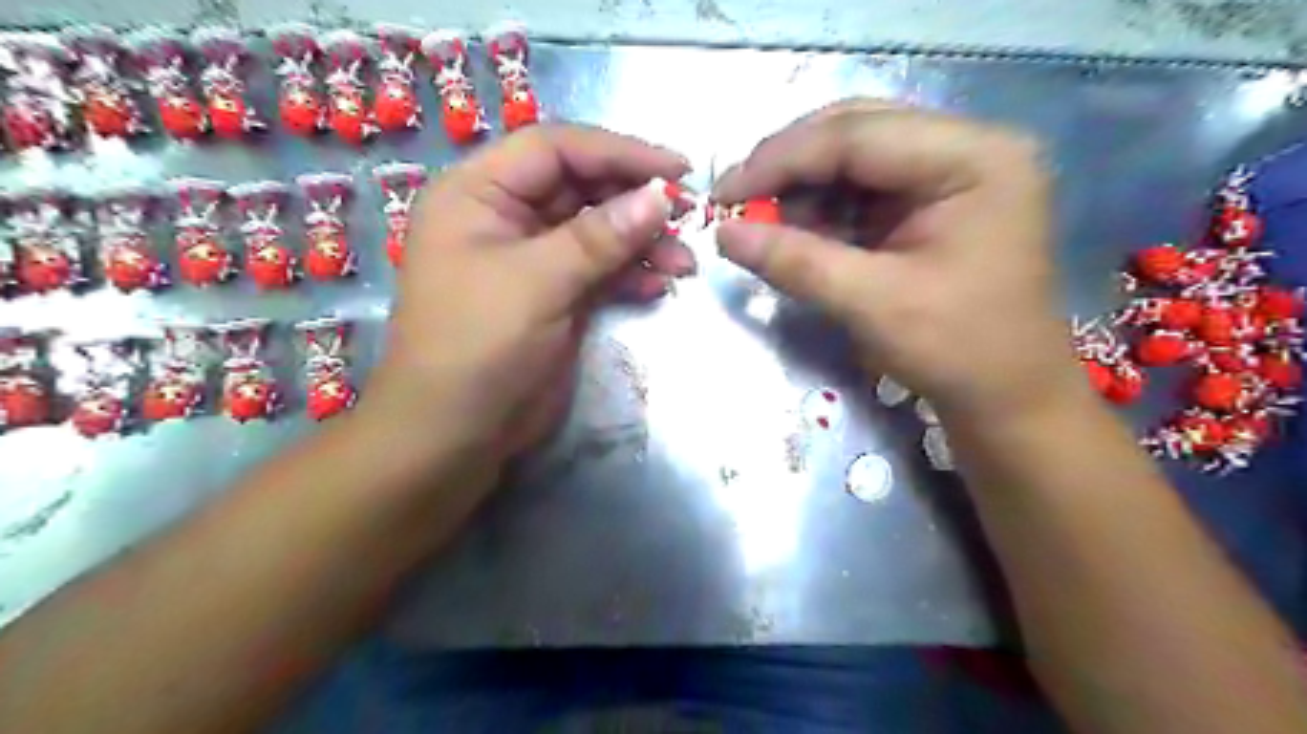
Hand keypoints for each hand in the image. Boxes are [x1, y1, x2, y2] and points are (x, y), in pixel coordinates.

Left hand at [364, 125, 686, 456]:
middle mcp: (504, 217)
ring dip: (641, 242)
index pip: (555, 149)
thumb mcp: (537, 282)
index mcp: (478, 193)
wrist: (456, 433)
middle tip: (688, 217)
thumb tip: (660, 196)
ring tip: (684, 262)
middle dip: (635, 202)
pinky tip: (660, 284)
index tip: (676, 170)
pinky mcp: (554, 296)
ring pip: (596, 231)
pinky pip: (599, 270)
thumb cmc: (478, 346)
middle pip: (580, 188)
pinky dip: (630, 274)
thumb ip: (599, 237)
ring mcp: (533, 259)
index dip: (618, 152)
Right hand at [712, 102, 1089, 419]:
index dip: (780, 159)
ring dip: (802, 189)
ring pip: (854, 157)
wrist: (1007, 397)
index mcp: (973, 158)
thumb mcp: (871, 304)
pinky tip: (796, 232)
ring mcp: (951, 171)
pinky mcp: (933, 201)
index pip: (857, 135)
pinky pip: (863, 188)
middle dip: (789, 167)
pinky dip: (822, 208)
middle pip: (856, 132)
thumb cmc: (956, 351)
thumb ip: (795, 261)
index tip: (723, 193)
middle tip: (736, 200)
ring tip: (763, 223)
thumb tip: (722, 233)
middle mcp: (968, 147)